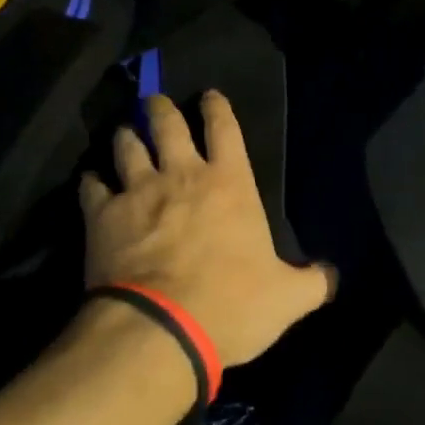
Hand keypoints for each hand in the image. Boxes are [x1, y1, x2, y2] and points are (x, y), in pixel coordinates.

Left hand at [79, 92, 338, 367]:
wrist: (161, 328)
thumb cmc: (230, 305)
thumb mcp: (286, 299)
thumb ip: (313, 282)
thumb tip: (333, 275)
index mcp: (228, 182)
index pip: (224, 127)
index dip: (216, 106)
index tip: (208, 95)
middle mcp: (181, 174)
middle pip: (166, 123)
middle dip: (160, 108)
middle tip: (155, 103)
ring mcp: (138, 190)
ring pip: (126, 145)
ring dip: (126, 137)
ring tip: (124, 134)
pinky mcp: (103, 214)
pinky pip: (91, 186)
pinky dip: (91, 182)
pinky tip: (91, 183)